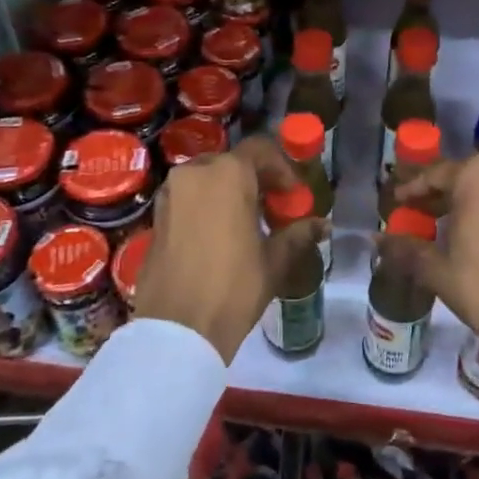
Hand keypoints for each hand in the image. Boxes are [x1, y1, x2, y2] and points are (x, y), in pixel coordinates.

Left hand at [134, 135, 325, 363]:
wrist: (177, 328)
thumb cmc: (233, 287)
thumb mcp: (274, 260)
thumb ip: (298, 234)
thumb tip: (323, 225)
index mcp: (228, 174)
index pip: (260, 150)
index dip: (282, 169)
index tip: (293, 196)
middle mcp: (195, 172)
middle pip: (232, 163)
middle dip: (255, 180)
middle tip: (272, 209)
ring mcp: (170, 193)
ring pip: (207, 179)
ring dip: (229, 192)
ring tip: (247, 225)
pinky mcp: (156, 216)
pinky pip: (188, 197)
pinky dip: (206, 205)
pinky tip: (219, 237)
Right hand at [394, 155, 478, 383]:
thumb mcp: (437, 268)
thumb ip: (405, 247)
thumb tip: (376, 239)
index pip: (436, 175)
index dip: (413, 191)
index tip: (398, 203)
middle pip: (467, 179)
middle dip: (443, 197)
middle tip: (420, 215)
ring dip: (470, 205)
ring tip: (447, 229)